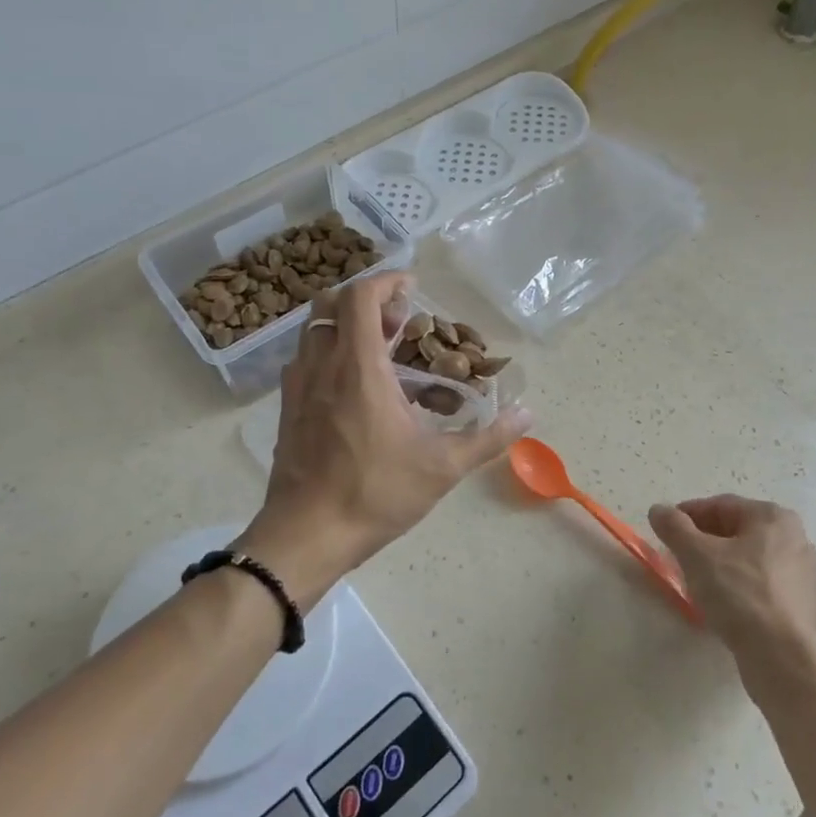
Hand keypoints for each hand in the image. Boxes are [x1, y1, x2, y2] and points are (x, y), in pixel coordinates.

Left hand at [241, 272, 529, 606]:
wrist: (306, 536)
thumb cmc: (375, 494)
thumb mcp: (442, 467)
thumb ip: (488, 437)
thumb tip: (528, 415)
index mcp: (359, 368)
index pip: (360, 296)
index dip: (386, 280)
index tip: (412, 286)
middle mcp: (322, 366)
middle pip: (331, 304)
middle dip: (366, 302)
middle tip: (399, 323)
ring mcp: (299, 387)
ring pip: (315, 331)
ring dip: (346, 327)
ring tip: (381, 353)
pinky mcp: (288, 409)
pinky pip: (306, 361)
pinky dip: (330, 354)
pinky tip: (354, 389)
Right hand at [648, 496, 815, 682]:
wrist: (780, 655)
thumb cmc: (737, 592)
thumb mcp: (695, 554)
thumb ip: (674, 526)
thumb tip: (659, 510)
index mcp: (773, 518)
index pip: (722, 506)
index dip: (689, 515)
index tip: (667, 529)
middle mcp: (798, 540)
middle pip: (742, 533)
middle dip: (710, 542)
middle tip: (682, 557)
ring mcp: (811, 578)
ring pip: (759, 563)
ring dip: (733, 567)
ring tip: (706, 585)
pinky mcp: (813, 611)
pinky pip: (778, 594)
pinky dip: (759, 595)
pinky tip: (744, 608)